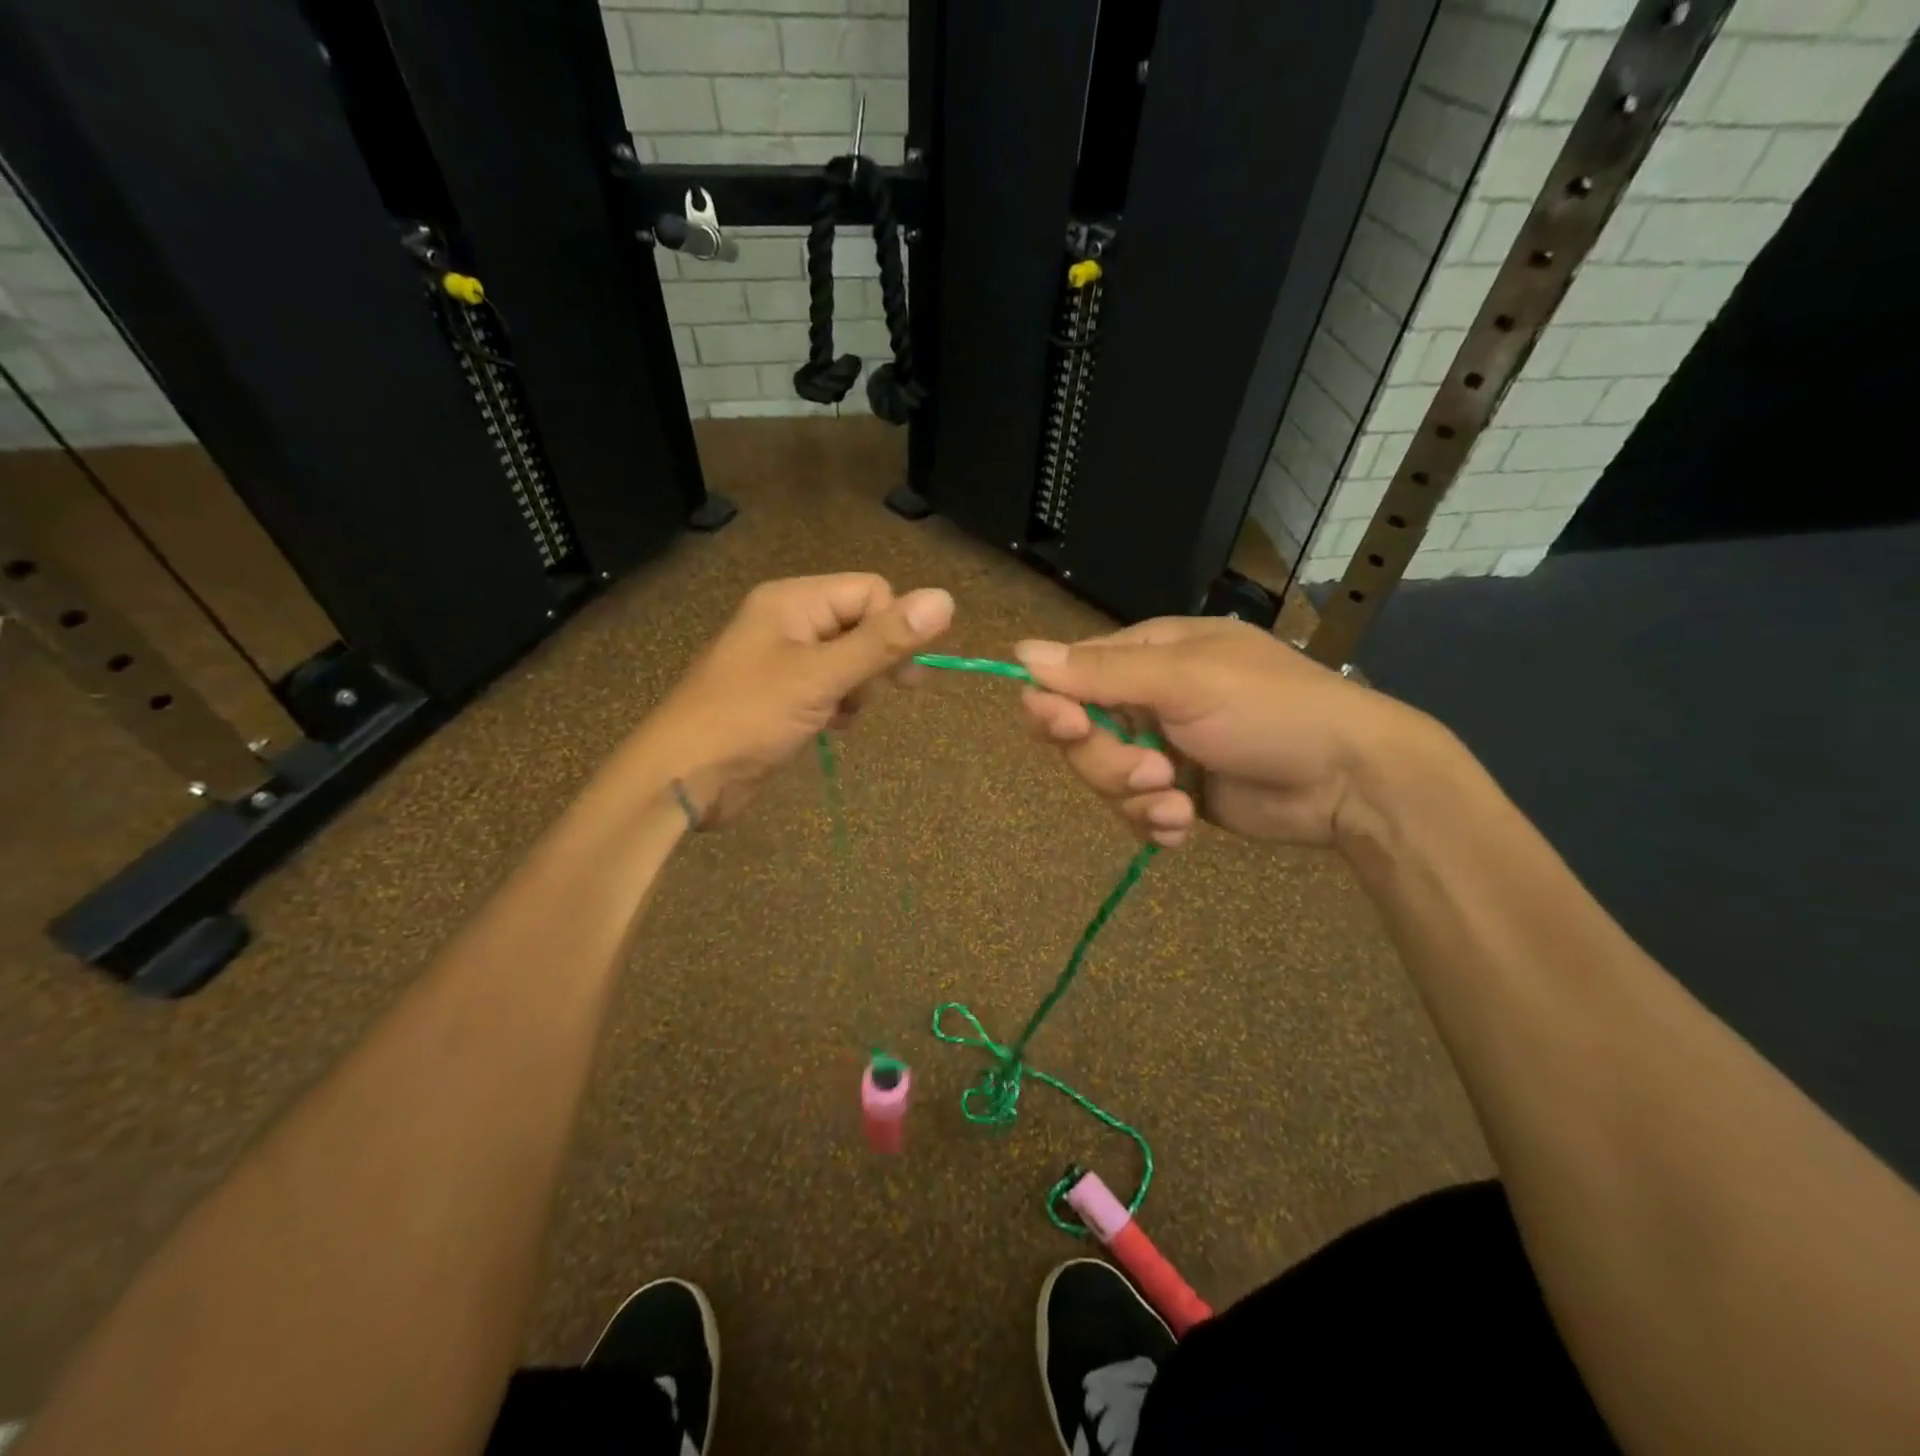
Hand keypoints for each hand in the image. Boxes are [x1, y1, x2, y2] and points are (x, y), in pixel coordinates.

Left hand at [631, 573, 952, 824]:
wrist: (685, 777)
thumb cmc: (750, 716)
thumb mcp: (822, 676)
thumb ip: (883, 641)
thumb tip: (945, 599)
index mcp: (792, 601)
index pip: (870, 591)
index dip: (893, 626)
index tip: (904, 671)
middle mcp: (788, 621)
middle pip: (860, 623)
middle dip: (875, 660)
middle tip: (879, 693)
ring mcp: (782, 659)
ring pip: (849, 659)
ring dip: (858, 687)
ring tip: (842, 714)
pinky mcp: (781, 695)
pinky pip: (829, 686)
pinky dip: (839, 704)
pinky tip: (832, 726)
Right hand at [1016, 616, 1433, 848]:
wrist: (1349, 780)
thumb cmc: (1270, 709)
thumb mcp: (1185, 681)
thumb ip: (1102, 672)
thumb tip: (1020, 652)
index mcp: (1145, 656)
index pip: (1068, 677)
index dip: (1055, 706)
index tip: (1065, 727)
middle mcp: (1146, 700)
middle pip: (1081, 737)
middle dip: (1110, 764)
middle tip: (1156, 771)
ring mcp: (1161, 750)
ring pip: (1105, 781)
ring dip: (1137, 798)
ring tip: (1180, 803)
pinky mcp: (1178, 794)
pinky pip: (1136, 813)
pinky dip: (1155, 824)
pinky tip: (1185, 827)